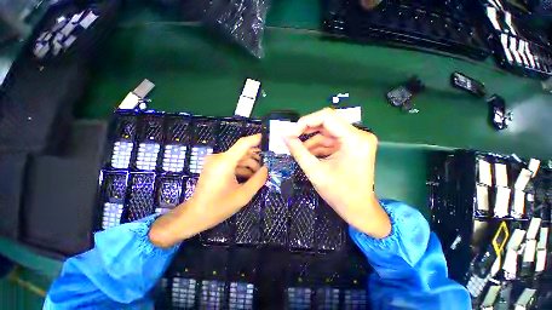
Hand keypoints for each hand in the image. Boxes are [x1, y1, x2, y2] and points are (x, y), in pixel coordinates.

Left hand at [149, 134, 267, 247]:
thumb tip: (266, 169)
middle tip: (267, 166)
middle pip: (242, 151)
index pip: (243, 144)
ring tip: (258, 175)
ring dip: (249, 164)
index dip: (256, 139)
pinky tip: (248, 177)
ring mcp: (215, 161)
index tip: (268, 138)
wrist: (195, 215)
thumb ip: (258, 180)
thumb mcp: (243, 196)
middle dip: (256, 158)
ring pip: (238, 157)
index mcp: (225, 163)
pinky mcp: (214, 165)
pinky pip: (232, 162)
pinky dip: (242, 167)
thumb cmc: (218, 207)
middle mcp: (219, 158)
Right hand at [284, 108, 390, 238]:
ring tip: (298, 150)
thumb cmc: (339, 194)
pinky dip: (319, 146)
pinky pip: (332, 141)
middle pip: (327, 123)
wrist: (358, 209)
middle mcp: (359, 135)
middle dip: (307, 131)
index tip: (291, 133)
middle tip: (291, 138)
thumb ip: (298, 151)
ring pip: (327, 132)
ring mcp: (357, 140)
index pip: (326, 117)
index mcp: (354, 139)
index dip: (305, 122)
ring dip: (311, 141)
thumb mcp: (314, 171)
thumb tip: (284, 137)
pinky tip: (308, 154)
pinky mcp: (353, 146)